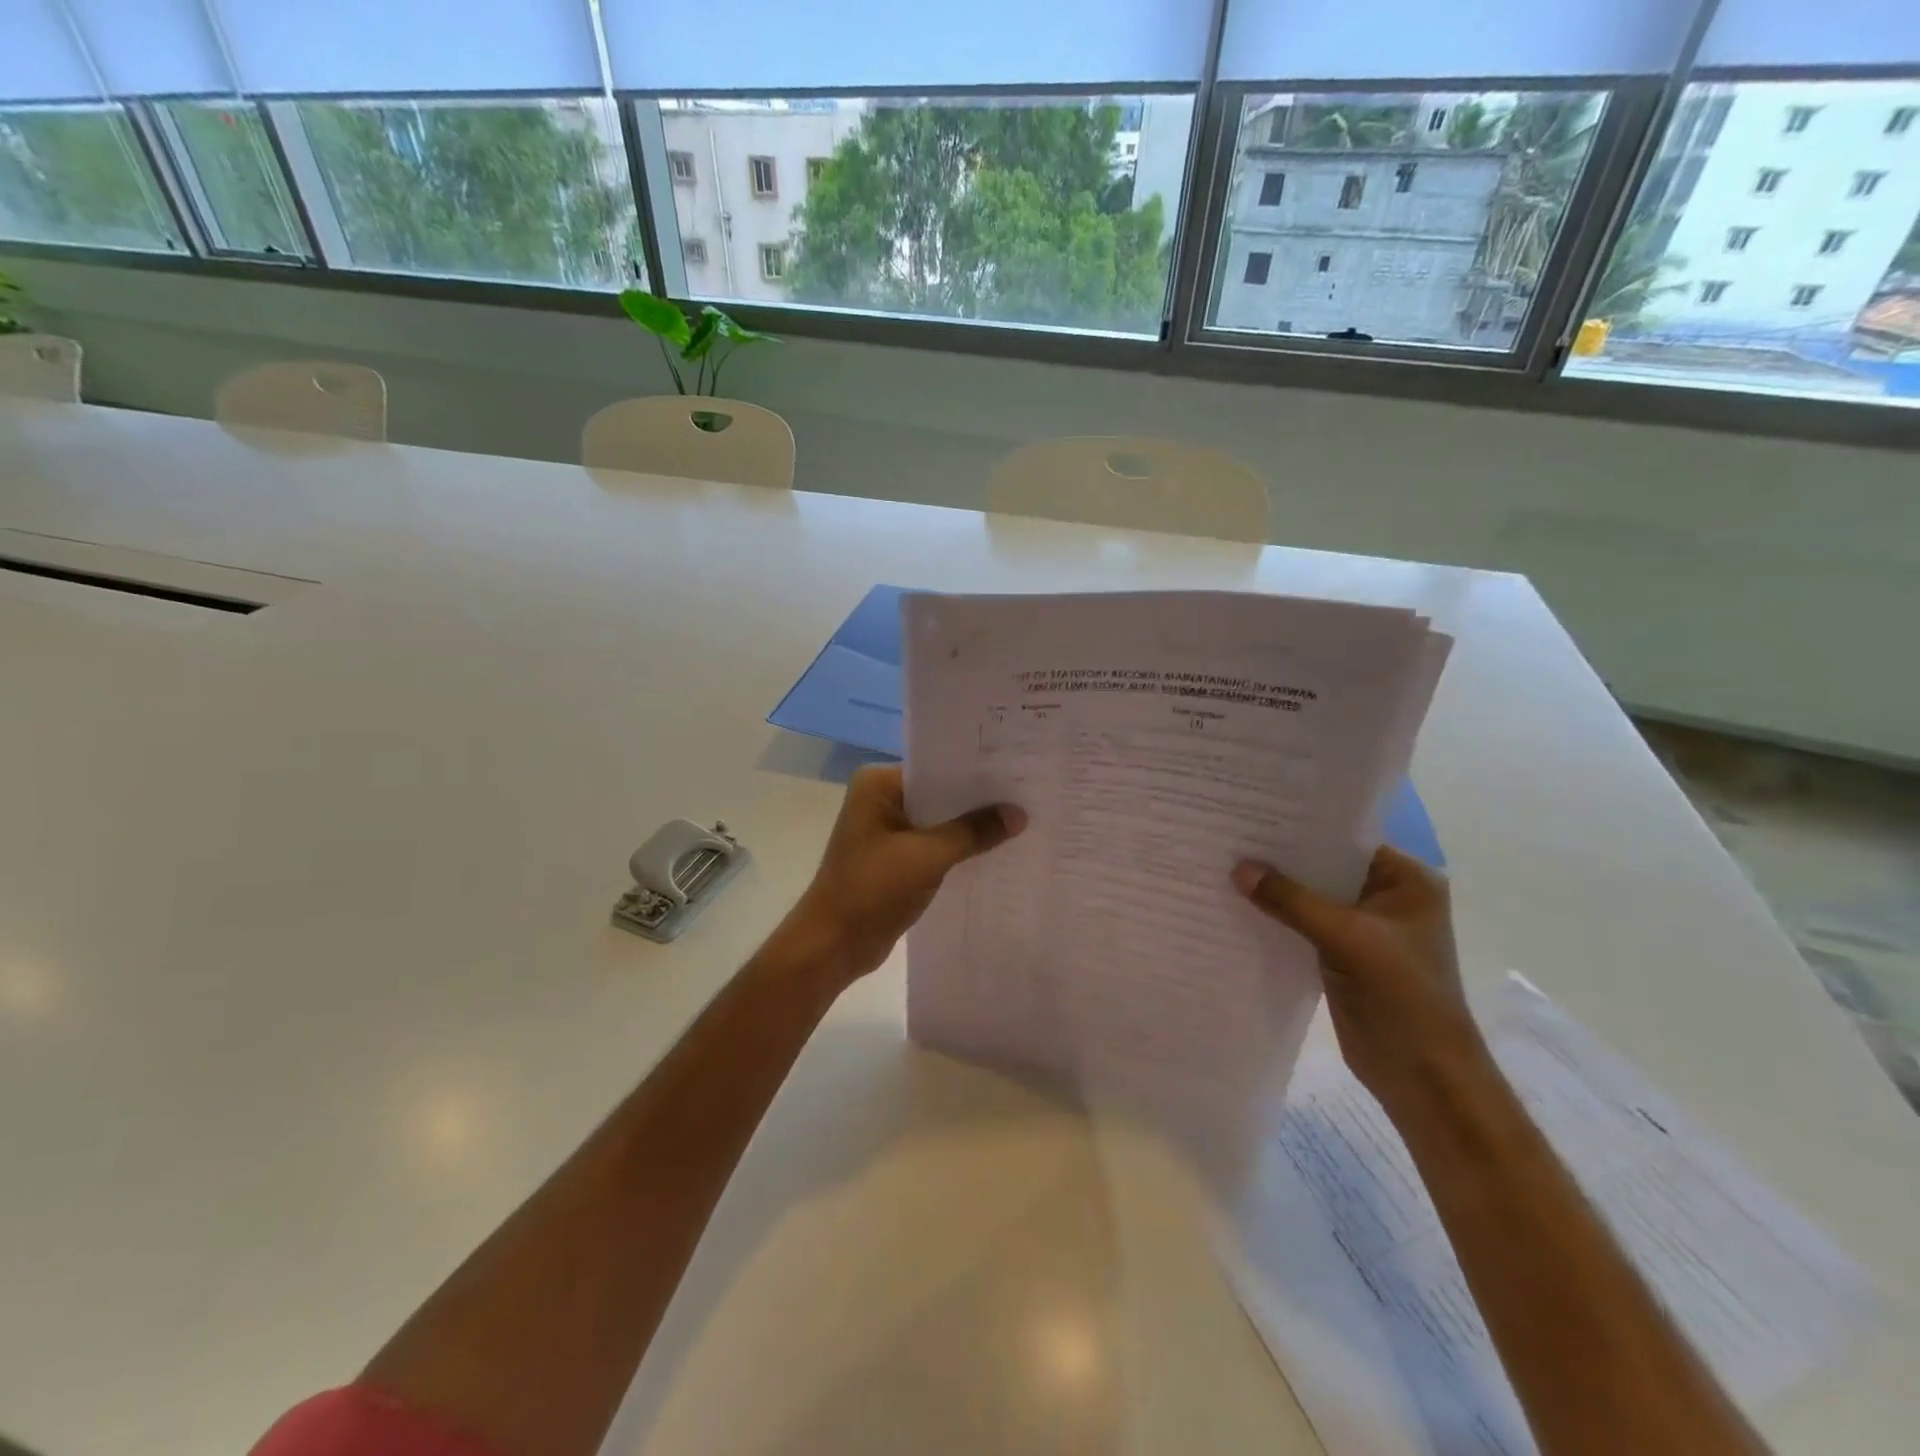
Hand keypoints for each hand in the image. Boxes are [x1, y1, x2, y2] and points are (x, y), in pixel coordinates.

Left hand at [788, 765, 1025, 990]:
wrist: (833, 944)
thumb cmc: (872, 889)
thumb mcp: (928, 856)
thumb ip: (974, 831)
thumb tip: (1019, 813)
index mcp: (878, 784)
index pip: (937, 767)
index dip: (976, 772)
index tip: (1018, 771)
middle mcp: (881, 799)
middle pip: (940, 794)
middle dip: (978, 801)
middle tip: (1028, 796)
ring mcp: (887, 830)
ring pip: (939, 822)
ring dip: (970, 828)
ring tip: (1022, 822)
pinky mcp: (895, 859)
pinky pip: (934, 845)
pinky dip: (959, 850)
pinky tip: (995, 852)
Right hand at [1232, 846, 1490, 1112]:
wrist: (1422, 1076)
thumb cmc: (1402, 996)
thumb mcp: (1347, 939)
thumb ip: (1292, 901)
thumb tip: (1239, 869)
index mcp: (1406, 881)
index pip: (1346, 839)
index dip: (1302, 828)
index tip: (1254, 813)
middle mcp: (1385, 896)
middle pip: (1324, 867)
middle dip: (1281, 858)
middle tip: (1230, 837)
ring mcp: (1363, 928)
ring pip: (1310, 897)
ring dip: (1276, 889)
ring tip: (1224, 865)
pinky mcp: (1341, 954)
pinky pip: (1302, 925)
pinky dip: (1276, 918)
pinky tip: (1238, 906)